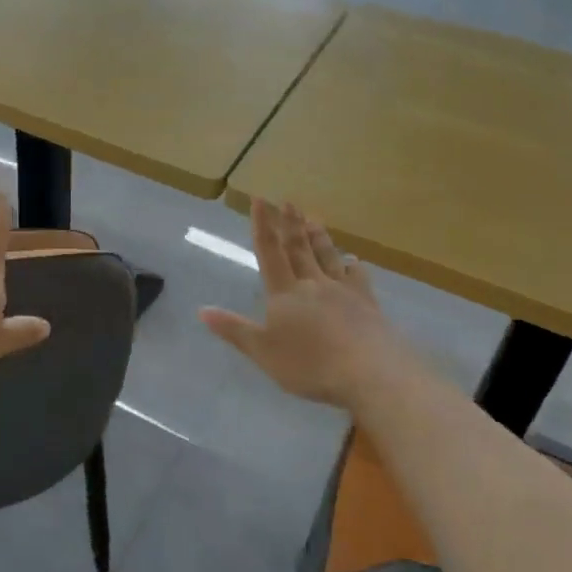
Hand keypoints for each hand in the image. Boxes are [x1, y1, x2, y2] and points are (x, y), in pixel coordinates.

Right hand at [199, 200, 416, 408]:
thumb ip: (234, 330)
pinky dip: (353, 267)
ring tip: (315, 220)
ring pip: (328, 256)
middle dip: (291, 224)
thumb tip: (202, 310)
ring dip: (319, 237)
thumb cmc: (310, 364)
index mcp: (285, 293)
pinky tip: (354, 262)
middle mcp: (313, 284)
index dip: (263, 226)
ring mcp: (344, 291)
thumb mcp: (263, 352)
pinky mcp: (368, 304)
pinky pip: (358, 278)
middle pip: (299, 248)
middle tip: (288, 202)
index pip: (270, 252)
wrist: (370, 372)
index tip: (260, 200)